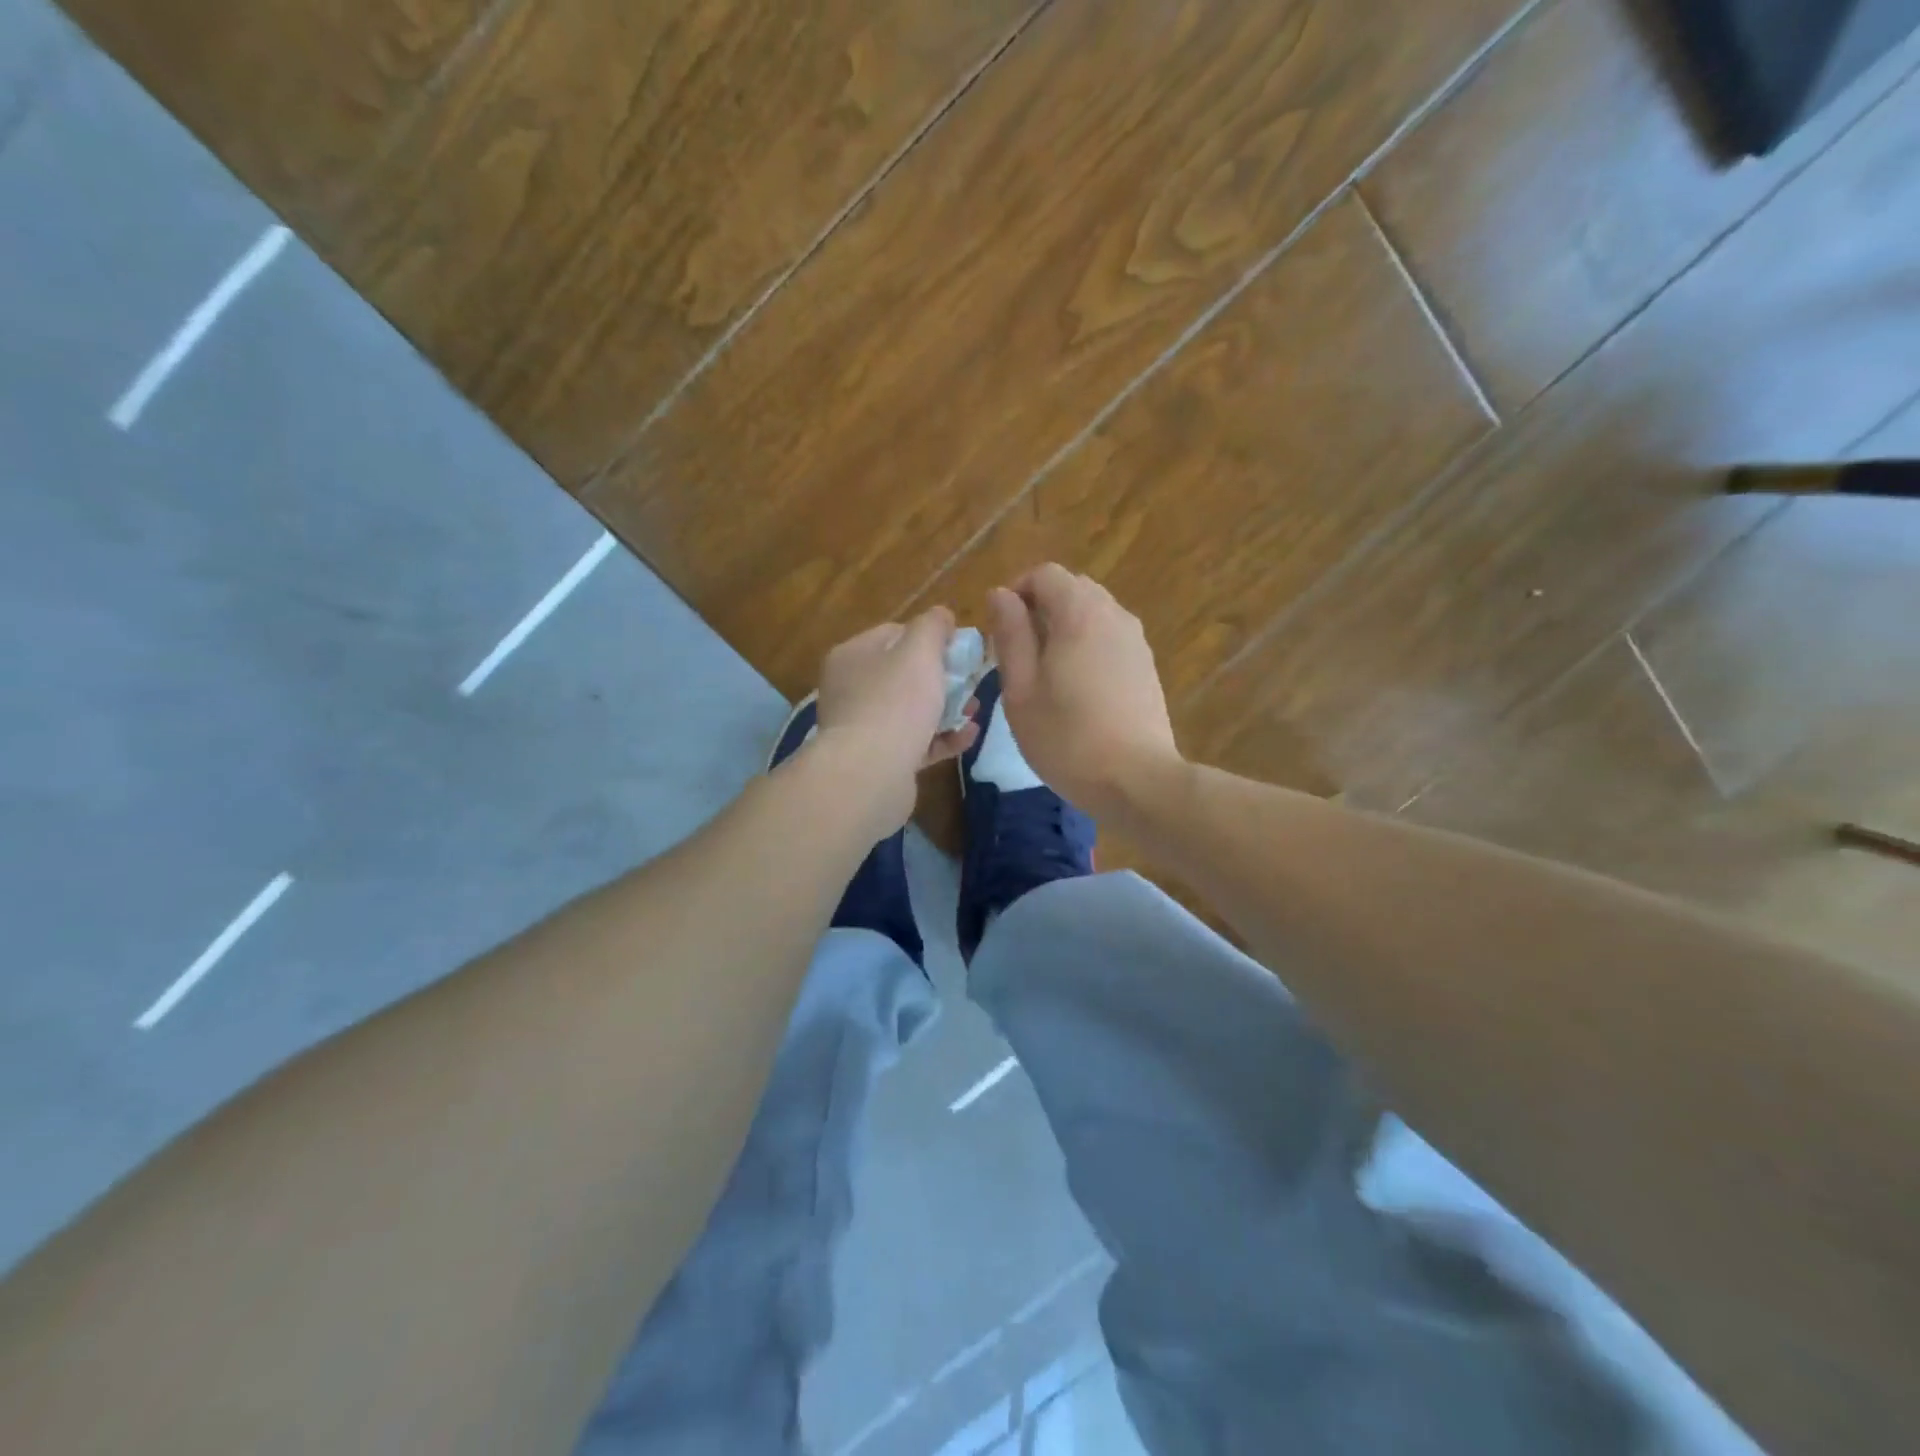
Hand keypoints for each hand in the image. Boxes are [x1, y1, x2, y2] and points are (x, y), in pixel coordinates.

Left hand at [810, 607, 978, 837]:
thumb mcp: (919, 651)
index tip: (960, 648)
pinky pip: (915, 742)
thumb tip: (941, 615)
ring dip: (946, 708)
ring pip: (911, 710)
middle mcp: (851, 689)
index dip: (929, 637)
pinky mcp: (879, 760)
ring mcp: (863, 727)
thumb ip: (933, 626)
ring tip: (974, 710)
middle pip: (904, 673)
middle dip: (942, 677)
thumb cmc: (895, 702)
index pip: (894, 633)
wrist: (870, 774)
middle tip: (971, 682)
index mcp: (852, 656)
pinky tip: (968, 735)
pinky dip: (941, 737)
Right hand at [985, 565, 1180, 818]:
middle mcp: (1113, 614)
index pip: (1044, 574)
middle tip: (1018, 656)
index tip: (1000, 632)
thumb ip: (1010, 635)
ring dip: (1063, 629)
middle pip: (1071, 589)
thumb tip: (1000, 594)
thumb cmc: (1066, 738)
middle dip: (1039, 610)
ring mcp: (1135, 640)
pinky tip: (1077, 690)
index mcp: (1079, 613)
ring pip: (1092, 614)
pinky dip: (1086, 646)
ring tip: (1045, 676)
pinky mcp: (1146, 665)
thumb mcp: (1021, 689)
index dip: (1016, 593)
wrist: (1137, 780)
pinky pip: (1109, 637)